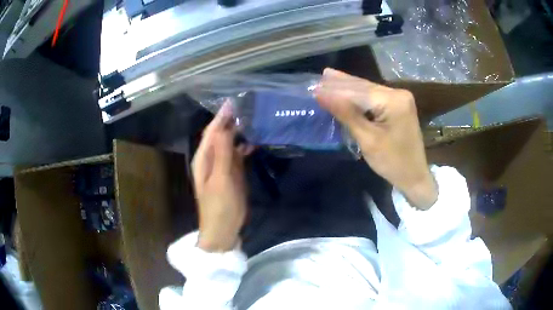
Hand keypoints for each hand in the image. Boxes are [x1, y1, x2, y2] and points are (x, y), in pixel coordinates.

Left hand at [192, 102, 249, 251]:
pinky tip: (254, 142)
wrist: (224, 229)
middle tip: (247, 107)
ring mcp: (221, 167)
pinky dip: (244, 147)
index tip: (234, 102)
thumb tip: (225, 127)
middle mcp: (210, 159)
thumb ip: (222, 153)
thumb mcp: (221, 179)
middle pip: (219, 135)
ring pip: (229, 144)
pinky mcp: (231, 174)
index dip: (221, 117)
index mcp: (203, 158)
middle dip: (230, 122)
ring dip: (238, 133)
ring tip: (253, 120)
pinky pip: (236, 155)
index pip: (211, 131)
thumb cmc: (220, 206)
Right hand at [315, 68, 436, 209]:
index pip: (359, 92)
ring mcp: (399, 98)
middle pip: (364, 87)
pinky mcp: (397, 105)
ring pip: (368, 90)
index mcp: (394, 101)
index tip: (314, 88)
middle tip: (317, 79)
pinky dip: (357, 95)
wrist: (414, 176)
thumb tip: (322, 95)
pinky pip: (374, 97)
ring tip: (326, 77)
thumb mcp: (368, 140)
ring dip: (347, 87)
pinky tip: (345, 87)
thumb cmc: (392, 162)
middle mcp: (398, 93)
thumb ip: (346, 114)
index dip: (335, 90)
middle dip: (340, 84)